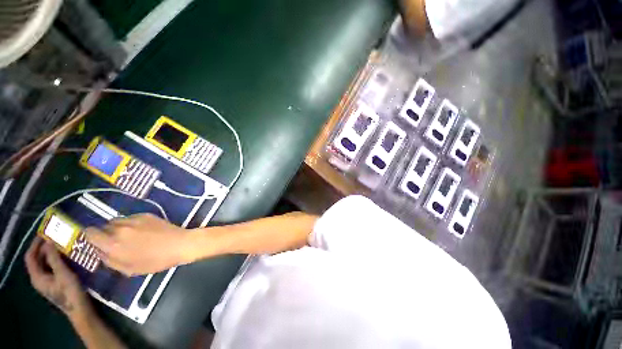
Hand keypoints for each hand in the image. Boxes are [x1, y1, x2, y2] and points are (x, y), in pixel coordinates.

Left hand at [25, 237, 92, 322]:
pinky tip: (66, 257)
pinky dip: (56, 260)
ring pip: (45, 263)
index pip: (30, 257)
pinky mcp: (55, 282)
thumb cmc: (69, 291)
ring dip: (51, 253)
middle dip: (44, 248)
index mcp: (37, 277)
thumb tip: (49, 242)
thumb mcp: (63, 274)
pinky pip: (52, 267)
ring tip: (61, 245)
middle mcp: (39, 278)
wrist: (79, 309)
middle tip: (55, 238)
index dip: (35, 244)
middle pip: (37, 260)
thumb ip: (54, 259)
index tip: (44, 234)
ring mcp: (47, 281)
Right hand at [85, 214, 192, 275]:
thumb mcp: (129, 269)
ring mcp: (133, 219)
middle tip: (118, 242)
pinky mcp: (145, 214)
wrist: (180, 244)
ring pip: (116, 221)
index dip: (91, 237)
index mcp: (113, 244)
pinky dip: (131, 223)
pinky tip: (143, 230)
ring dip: (118, 228)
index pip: (89, 233)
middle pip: (103, 226)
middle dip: (106, 234)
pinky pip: (130, 218)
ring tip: (131, 236)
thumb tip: (99, 251)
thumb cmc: (155, 261)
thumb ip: (109, 260)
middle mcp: (120, 229)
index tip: (97, 241)